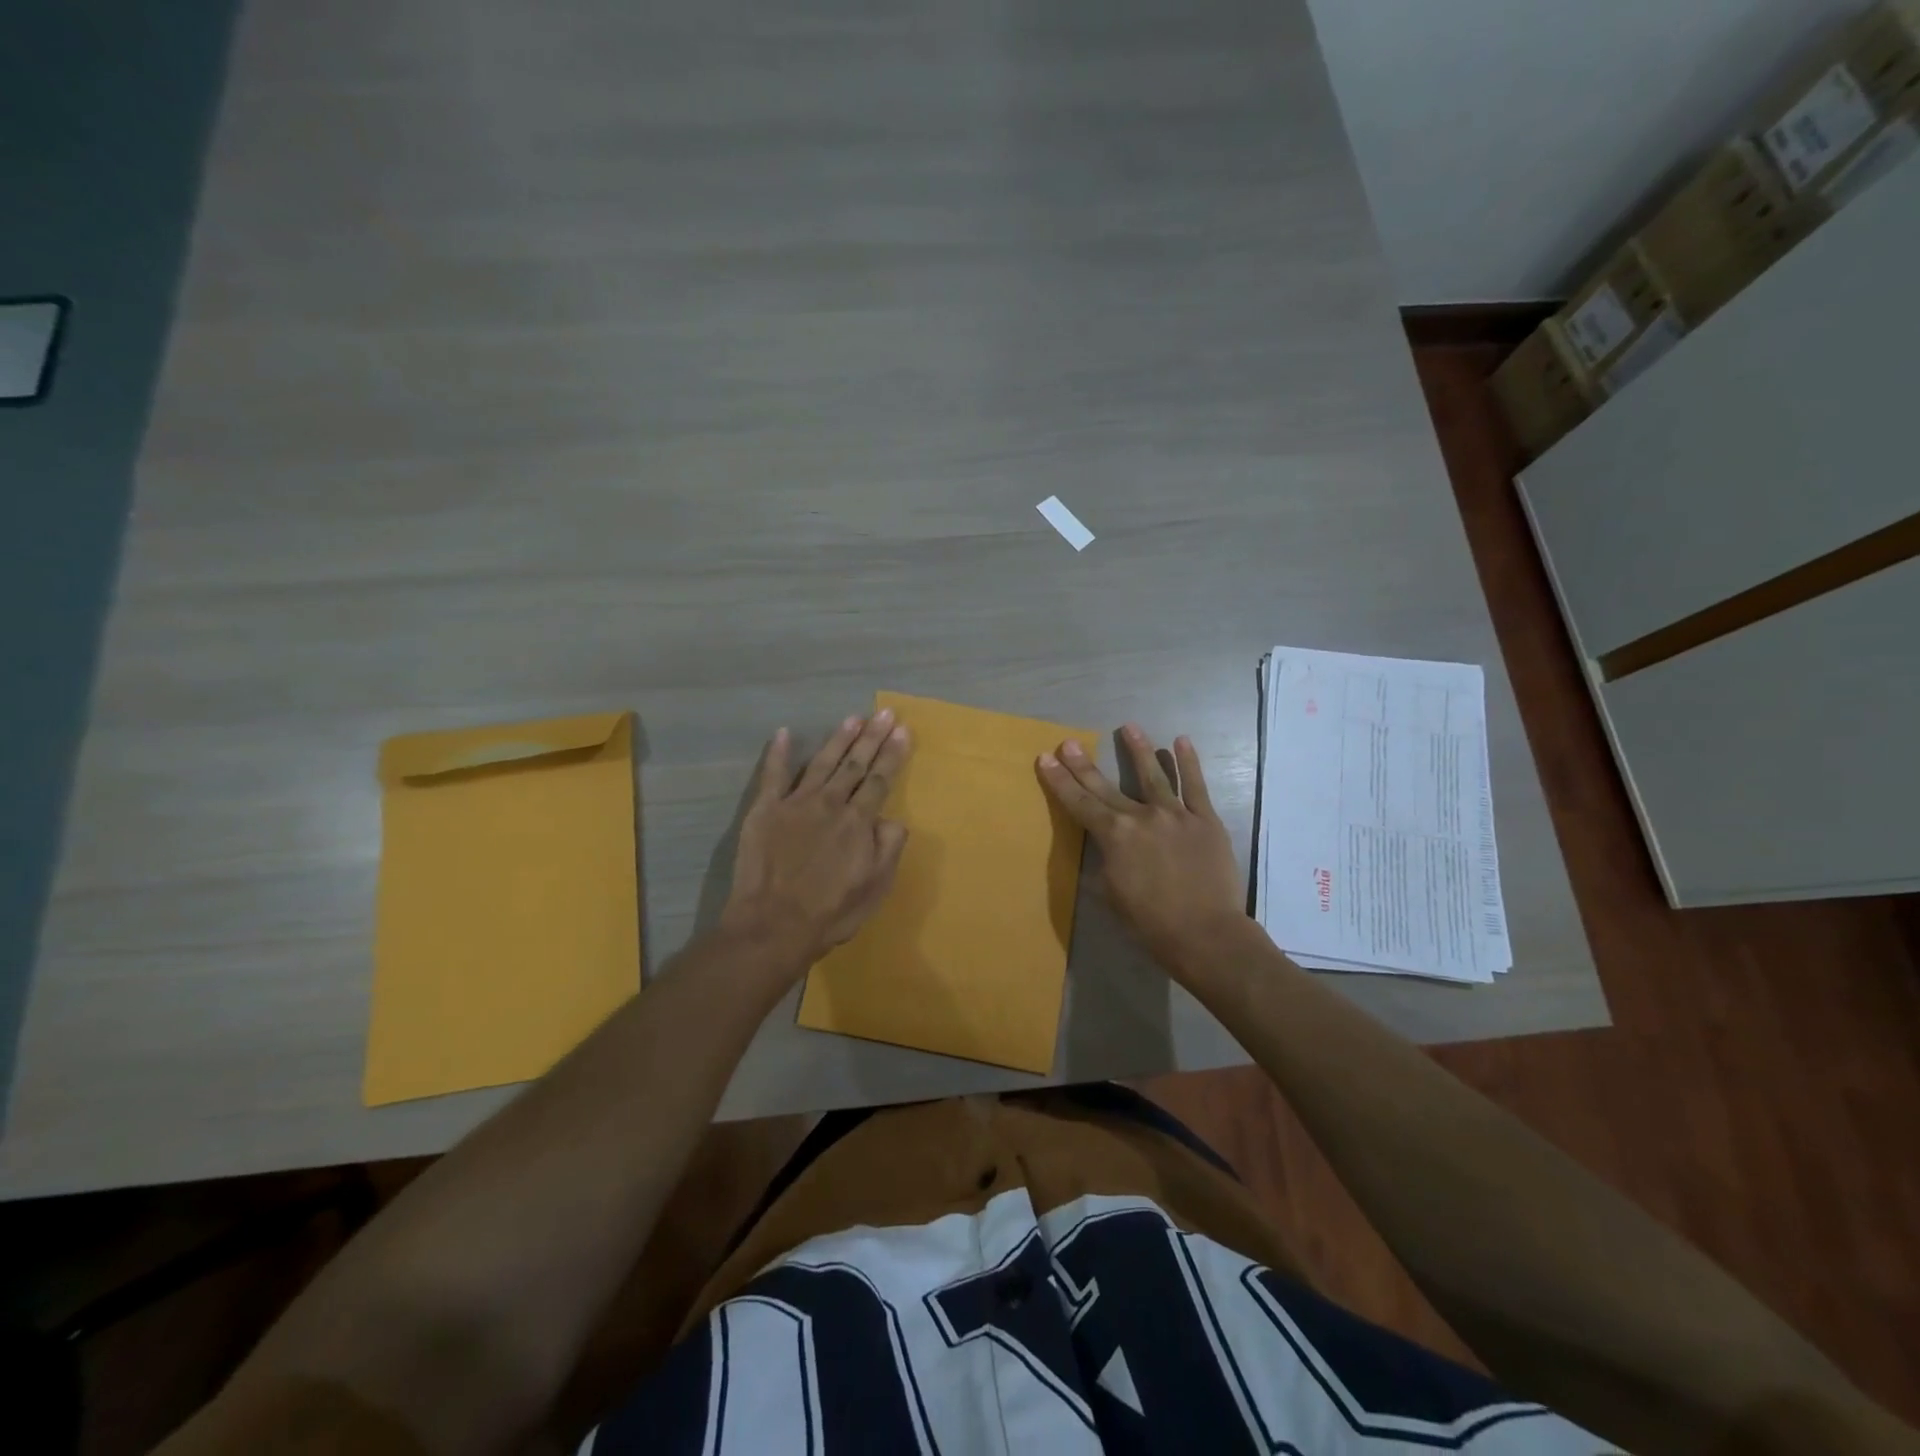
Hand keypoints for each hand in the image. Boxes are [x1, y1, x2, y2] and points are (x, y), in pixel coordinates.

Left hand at [720, 709, 912, 970]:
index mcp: (858, 822)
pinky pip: (772, 775)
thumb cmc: (830, 913)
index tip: (903, 731)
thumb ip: (888, 848)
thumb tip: (892, 819)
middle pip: (855, 765)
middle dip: (872, 738)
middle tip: (884, 713)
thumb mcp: (875, 888)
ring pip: (822, 763)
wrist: (773, 926)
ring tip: (853, 718)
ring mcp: (795, 804)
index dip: (893, 755)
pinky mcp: (765, 811)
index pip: (880, 781)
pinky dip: (779, 753)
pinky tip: (784, 734)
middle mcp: (830, 804)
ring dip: (838, 739)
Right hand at [1037, 725, 1244, 970]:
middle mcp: (1140, 817)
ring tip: (1129, 727)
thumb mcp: (1111, 894)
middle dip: (1084, 764)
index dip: (1060, 780)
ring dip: (1139, 749)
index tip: (1046, 758)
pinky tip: (1181, 741)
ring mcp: (1175, 815)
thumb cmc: (1151, 923)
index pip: (1079, 803)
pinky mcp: (1205, 820)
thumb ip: (1106, 863)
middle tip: (1070, 742)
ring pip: (1154, 775)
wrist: (1205, 934)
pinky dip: (1188, 763)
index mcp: (1114, 836)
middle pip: (1106, 786)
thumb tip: (1107, 847)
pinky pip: (1196, 786)